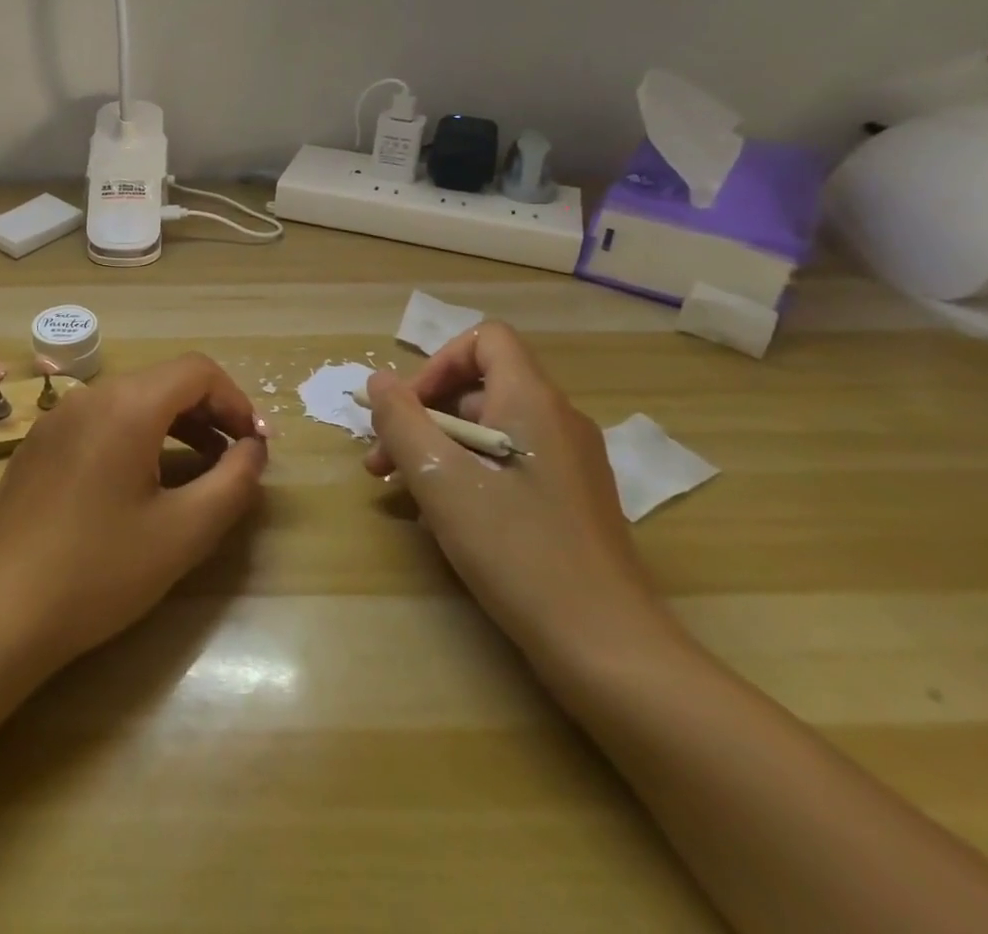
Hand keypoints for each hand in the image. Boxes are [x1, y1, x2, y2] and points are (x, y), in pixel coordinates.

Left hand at [0, 353, 267, 668]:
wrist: (2, 611)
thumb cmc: (101, 570)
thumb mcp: (185, 531)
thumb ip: (234, 482)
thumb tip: (254, 449)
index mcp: (127, 405)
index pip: (197, 371)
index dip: (235, 401)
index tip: (254, 445)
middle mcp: (89, 396)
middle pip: (164, 382)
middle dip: (207, 414)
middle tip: (233, 459)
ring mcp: (56, 418)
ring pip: (130, 401)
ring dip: (172, 425)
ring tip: (195, 472)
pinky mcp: (37, 444)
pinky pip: (98, 422)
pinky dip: (133, 436)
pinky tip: (136, 485)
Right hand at [364, 324, 666, 661]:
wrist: (608, 647)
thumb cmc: (516, 549)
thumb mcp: (440, 478)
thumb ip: (401, 420)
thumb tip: (379, 382)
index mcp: (533, 400)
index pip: (485, 340)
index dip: (438, 362)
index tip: (406, 409)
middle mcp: (558, 420)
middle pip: (480, 388)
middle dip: (423, 416)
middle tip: (382, 462)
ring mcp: (570, 462)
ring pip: (490, 430)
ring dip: (438, 449)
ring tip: (403, 493)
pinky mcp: (571, 500)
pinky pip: (509, 464)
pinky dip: (469, 474)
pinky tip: (444, 518)